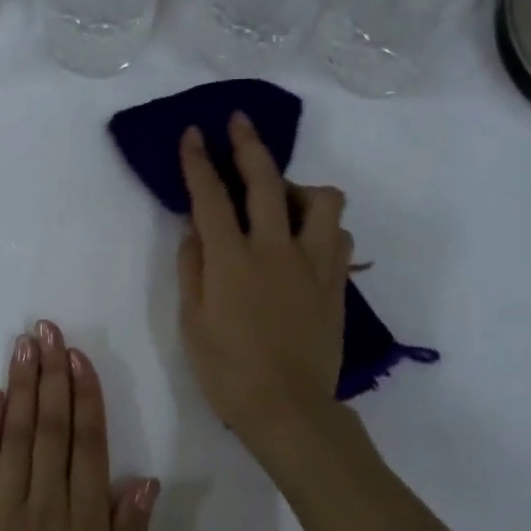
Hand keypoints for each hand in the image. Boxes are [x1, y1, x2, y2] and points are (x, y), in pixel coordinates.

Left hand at [0, 320, 157, 530]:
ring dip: (20, 388)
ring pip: (16, 436)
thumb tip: (145, 480)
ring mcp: (4, 509)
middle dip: (51, 375)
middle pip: (51, 428)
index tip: (79, 357)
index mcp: (86, 520)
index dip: (85, 396)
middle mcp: (47, 503)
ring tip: (23, 346)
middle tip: (48, 330)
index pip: (88, 444)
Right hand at [178, 113, 352, 455]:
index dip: (199, 161)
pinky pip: (338, 238)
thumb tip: (194, 232)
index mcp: (231, 260)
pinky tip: (308, 241)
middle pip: (266, 180)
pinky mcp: (336, 283)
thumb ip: (192, 269)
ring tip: (285, 200)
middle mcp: (275, 249)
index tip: (194, 134)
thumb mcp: (192, 322)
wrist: (287, 408)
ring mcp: (312, 264)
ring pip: (322, 201)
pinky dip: (323, 229)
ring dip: (301, 188)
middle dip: (249, 145)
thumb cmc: (228, 371)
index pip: (211, 196)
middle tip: (240, 123)